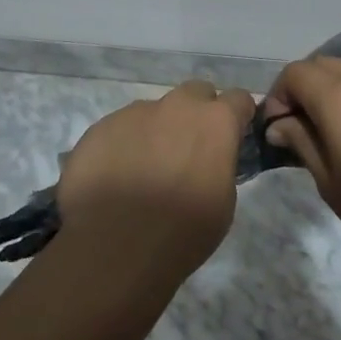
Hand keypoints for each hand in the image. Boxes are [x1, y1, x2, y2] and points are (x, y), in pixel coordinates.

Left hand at [57, 80, 254, 280]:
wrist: (115, 246)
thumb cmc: (182, 232)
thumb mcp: (224, 203)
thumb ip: (221, 164)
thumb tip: (211, 159)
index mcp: (214, 122)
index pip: (239, 98)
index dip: (238, 117)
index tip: (233, 136)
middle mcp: (176, 106)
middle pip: (196, 93)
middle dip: (198, 113)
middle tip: (190, 149)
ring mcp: (135, 112)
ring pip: (155, 110)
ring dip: (158, 130)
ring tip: (146, 169)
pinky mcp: (101, 126)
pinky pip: (121, 127)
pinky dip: (125, 144)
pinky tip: (117, 176)